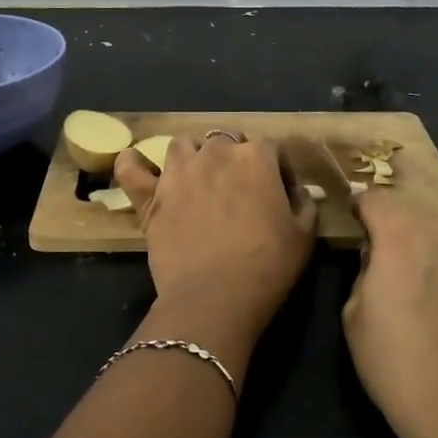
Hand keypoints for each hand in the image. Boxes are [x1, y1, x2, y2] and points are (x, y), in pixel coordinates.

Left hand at [115, 135, 317, 344]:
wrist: (216, 297)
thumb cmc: (268, 265)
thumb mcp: (305, 235)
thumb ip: (303, 203)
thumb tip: (295, 191)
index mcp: (256, 157)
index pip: (271, 149)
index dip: (277, 169)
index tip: (280, 192)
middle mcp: (215, 153)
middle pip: (226, 141)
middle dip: (235, 158)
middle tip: (239, 189)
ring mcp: (178, 171)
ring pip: (184, 145)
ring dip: (194, 155)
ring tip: (199, 178)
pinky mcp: (150, 195)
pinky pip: (132, 168)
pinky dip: (133, 165)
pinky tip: (139, 168)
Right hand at [342, 190, 437, 437]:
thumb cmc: (398, 368)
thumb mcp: (353, 315)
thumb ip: (366, 268)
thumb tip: (380, 254)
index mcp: (402, 235)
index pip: (376, 198)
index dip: (363, 211)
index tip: (360, 228)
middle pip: (420, 215)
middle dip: (405, 233)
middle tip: (401, 270)